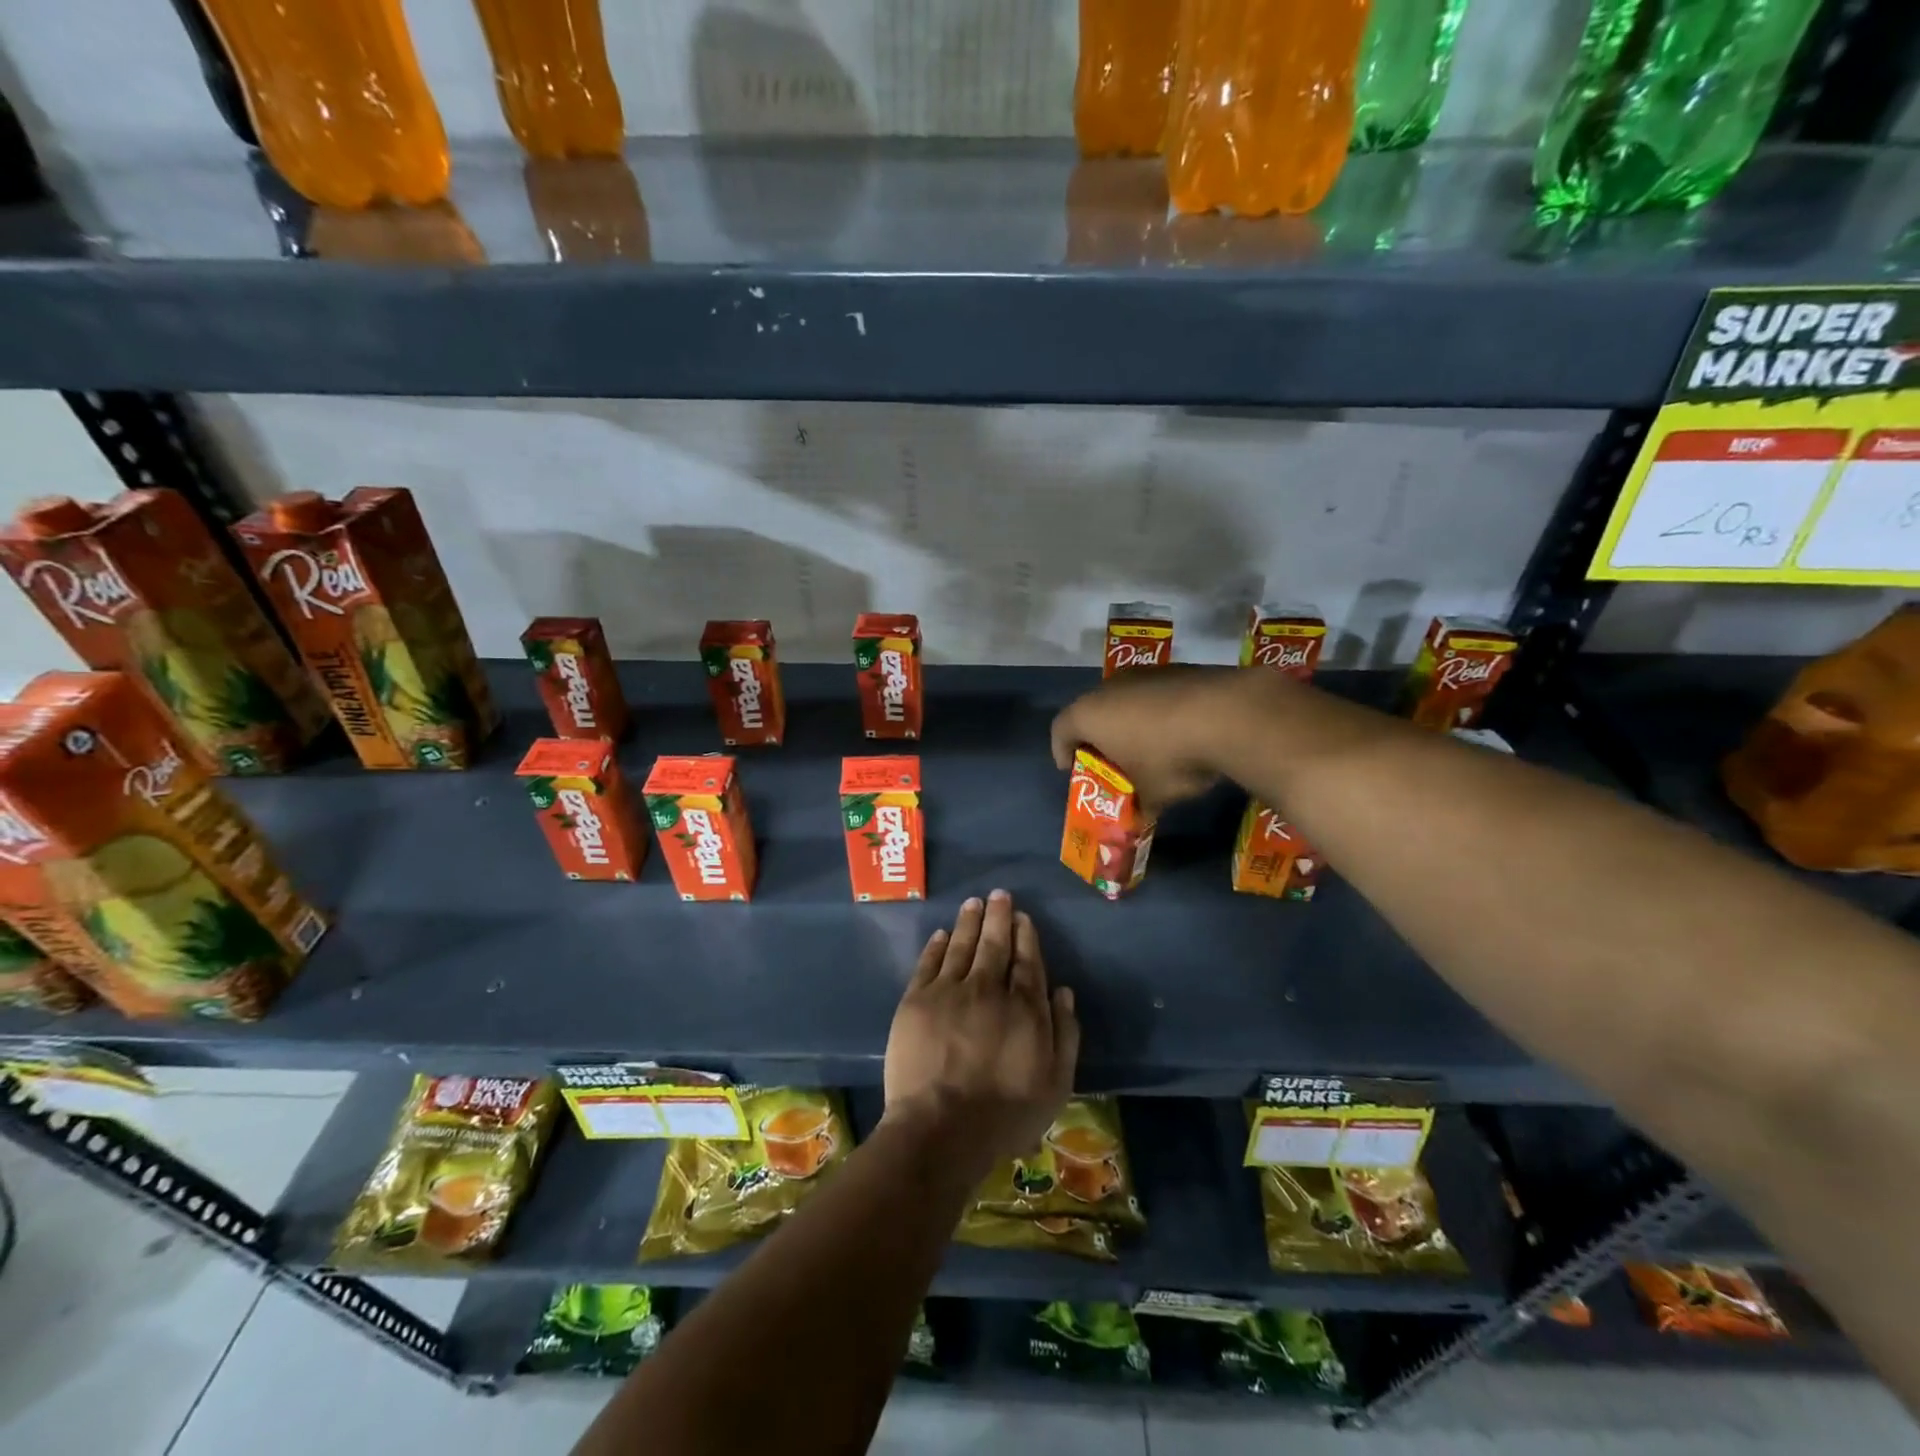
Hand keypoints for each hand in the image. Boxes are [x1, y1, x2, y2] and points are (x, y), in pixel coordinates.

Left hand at [882, 890, 1078, 1178]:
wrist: (941, 1127)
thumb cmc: (1005, 1114)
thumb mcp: (1056, 1084)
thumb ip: (1065, 1034)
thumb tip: (1063, 991)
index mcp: (1024, 1007)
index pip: (1027, 961)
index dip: (1025, 936)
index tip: (1022, 917)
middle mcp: (987, 988)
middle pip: (994, 944)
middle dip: (998, 917)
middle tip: (998, 894)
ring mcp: (949, 991)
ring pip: (961, 946)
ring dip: (968, 922)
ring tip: (973, 902)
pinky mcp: (916, 1000)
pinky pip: (928, 963)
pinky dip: (936, 945)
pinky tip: (941, 933)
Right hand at [1050, 666, 1276, 813]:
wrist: (1229, 715)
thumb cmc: (1170, 758)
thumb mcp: (1151, 794)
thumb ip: (1138, 805)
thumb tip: (1140, 817)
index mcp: (1089, 714)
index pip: (1060, 730)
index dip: (1062, 752)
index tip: (1073, 770)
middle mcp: (1110, 687)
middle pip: (1092, 713)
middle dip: (1100, 739)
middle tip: (1112, 762)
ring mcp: (1145, 674)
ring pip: (1126, 701)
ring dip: (1131, 724)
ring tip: (1150, 749)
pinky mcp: (1178, 669)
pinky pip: (1157, 695)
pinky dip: (1160, 713)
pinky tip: (1181, 733)